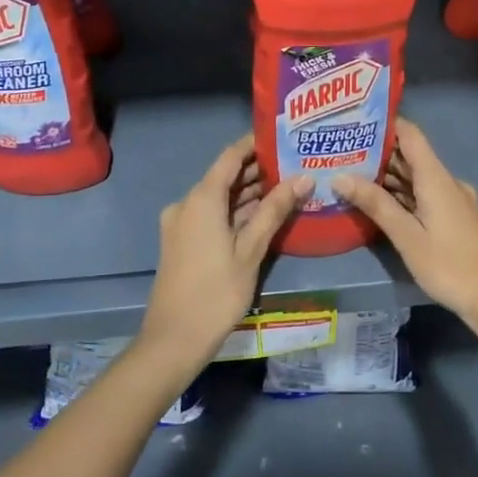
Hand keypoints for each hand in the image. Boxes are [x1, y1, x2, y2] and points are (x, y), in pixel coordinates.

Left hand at [137, 135, 309, 376]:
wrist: (174, 339)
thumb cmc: (216, 292)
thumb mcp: (251, 250)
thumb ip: (275, 210)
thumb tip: (303, 179)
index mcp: (201, 199)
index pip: (231, 156)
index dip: (255, 144)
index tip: (284, 137)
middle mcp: (187, 203)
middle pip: (225, 176)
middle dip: (259, 170)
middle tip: (296, 164)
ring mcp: (182, 223)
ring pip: (220, 198)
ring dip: (249, 193)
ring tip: (288, 186)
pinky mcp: (183, 241)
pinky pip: (213, 215)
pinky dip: (236, 211)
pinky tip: (264, 214)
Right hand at [333, 119, 477, 365]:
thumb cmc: (449, 265)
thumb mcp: (407, 236)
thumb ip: (375, 204)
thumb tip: (340, 176)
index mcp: (436, 178)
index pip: (410, 134)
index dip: (385, 124)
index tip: (355, 122)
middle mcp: (446, 181)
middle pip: (411, 156)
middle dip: (378, 153)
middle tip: (341, 152)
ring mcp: (453, 199)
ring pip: (416, 178)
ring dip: (388, 176)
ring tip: (350, 175)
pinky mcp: (455, 217)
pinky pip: (424, 194)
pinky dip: (402, 194)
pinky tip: (378, 203)